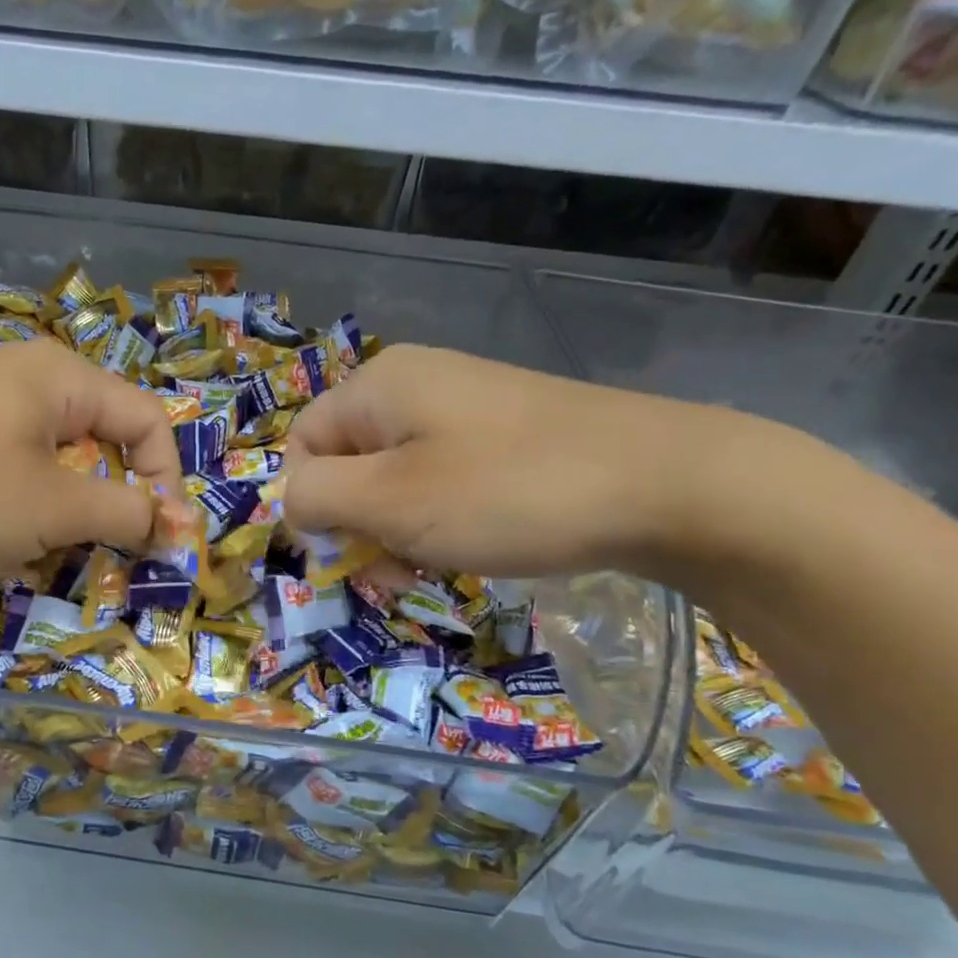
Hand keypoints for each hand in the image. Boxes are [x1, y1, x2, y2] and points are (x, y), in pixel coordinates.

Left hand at [0, 339, 181, 570]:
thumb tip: (182, 526)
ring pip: (50, 462)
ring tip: (36, 555)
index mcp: (61, 377)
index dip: (166, 482)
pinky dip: (15, 508)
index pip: (147, 422)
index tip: (160, 542)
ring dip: (60, 514)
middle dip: (108, 505)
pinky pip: (5, 468)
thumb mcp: (52, 506)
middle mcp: (23, 377)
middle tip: (98, 556)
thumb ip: (126, 514)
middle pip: (99, 441)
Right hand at [282, 343, 756, 580]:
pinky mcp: (504, 434)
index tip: (348, 554)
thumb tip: (292, 502)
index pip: (302, 445)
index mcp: (378, 386)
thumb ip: (319, 499)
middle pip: (348, 462)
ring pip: (394, 478)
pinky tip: (472, 546)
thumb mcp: (392, 501)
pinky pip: (441, 479)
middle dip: (357, 525)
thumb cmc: (508, 492)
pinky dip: (440, 520)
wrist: (666, 483)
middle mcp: (415, 385)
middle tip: (393, 572)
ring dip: (397, 530)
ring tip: (434, 566)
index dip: (311, 505)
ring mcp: (464, 407)